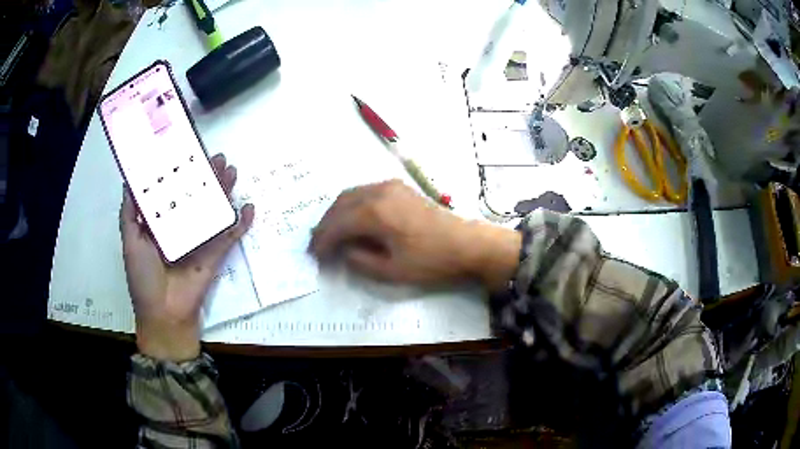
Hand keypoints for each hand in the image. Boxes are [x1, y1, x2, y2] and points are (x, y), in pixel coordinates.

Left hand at [120, 154, 254, 361]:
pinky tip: (249, 208)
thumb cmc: (143, 277)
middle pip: (197, 197)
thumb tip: (128, 181)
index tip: (188, 152)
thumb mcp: (130, 242)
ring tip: (232, 171)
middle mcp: (182, 227)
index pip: (173, 192)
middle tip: (218, 157)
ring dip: (225, 192)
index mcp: (161, 223)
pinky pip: (229, 236)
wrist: (164, 314)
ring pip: (214, 210)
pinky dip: (241, 223)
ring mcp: (200, 241)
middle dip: (208, 177)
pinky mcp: (215, 255)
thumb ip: (129, 214)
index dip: (181, 172)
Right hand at [309, 180, 520, 290]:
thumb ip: (359, 261)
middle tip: (318, 246)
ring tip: (332, 235)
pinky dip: (352, 205)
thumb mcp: (392, 271)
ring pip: (351, 194)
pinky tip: (353, 221)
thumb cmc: (431, 260)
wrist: (467, 243)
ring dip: (337, 213)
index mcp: (374, 212)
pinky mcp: (399, 187)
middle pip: (340, 205)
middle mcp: (378, 191)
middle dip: (325, 225)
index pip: (337, 225)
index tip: (314, 257)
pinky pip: (365, 192)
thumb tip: (343, 252)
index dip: (322, 241)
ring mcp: (390, 186)